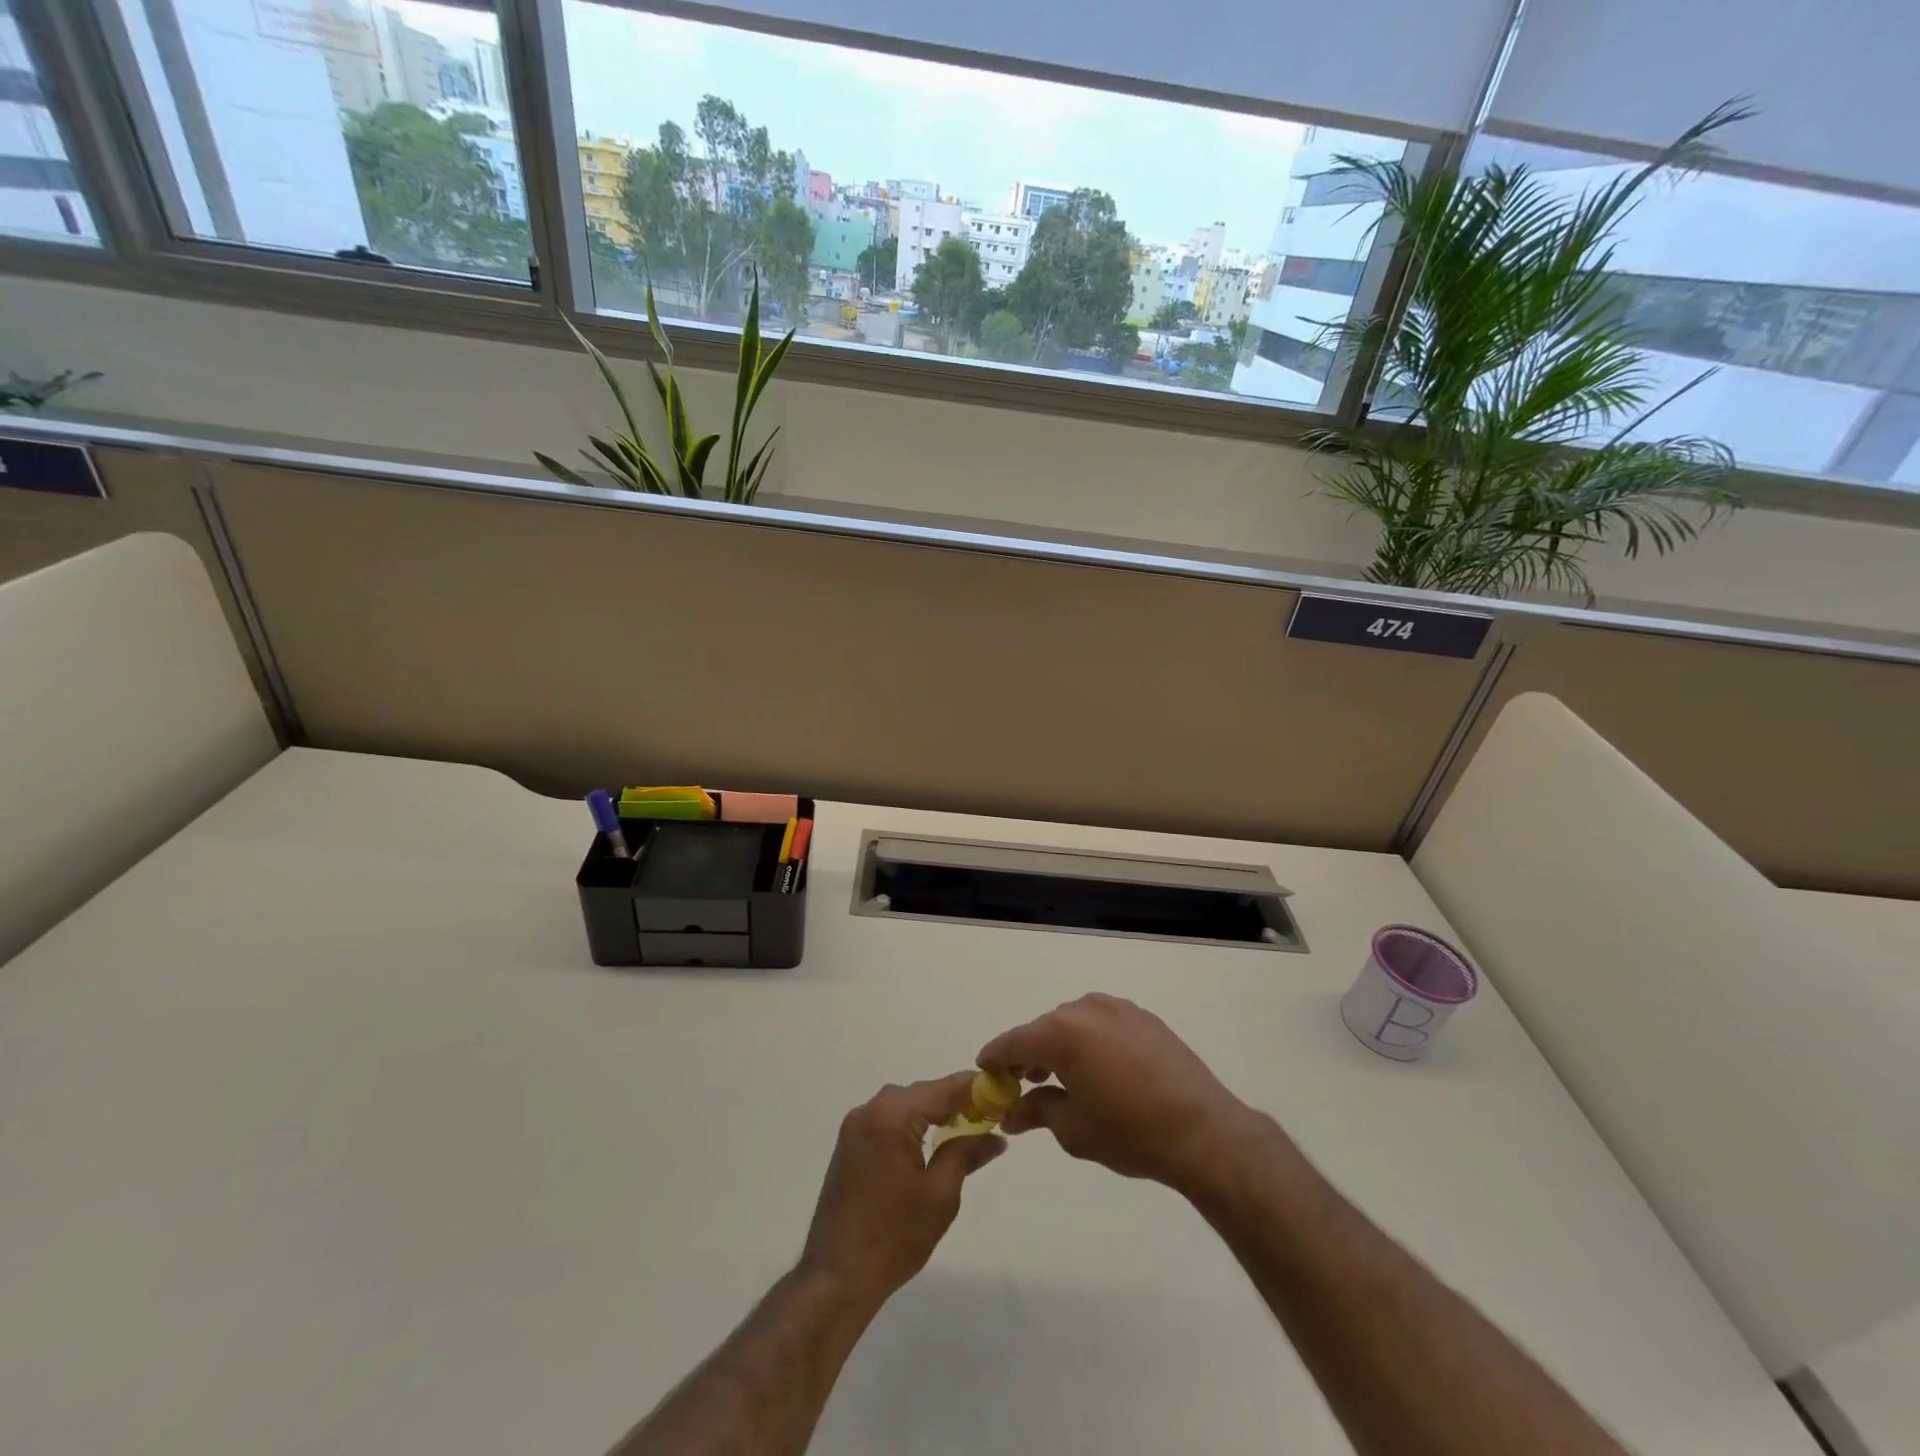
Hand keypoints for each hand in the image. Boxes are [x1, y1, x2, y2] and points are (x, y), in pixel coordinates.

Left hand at [798, 1073, 1004, 1307]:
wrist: (836, 1277)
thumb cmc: (894, 1237)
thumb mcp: (940, 1195)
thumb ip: (966, 1153)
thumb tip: (995, 1137)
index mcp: (892, 1116)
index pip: (943, 1089)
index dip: (974, 1088)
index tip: (1001, 1092)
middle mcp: (870, 1110)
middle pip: (922, 1093)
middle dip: (954, 1101)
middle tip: (987, 1116)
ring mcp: (854, 1126)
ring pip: (903, 1105)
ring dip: (931, 1113)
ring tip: (963, 1129)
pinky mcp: (848, 1145)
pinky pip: (886, 1120)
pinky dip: (910, 1125)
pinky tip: (928, 1144)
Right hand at [978, 994, 1260, 1196]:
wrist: (1203, 1131)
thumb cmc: (1130, 1133)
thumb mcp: (1074, 1129)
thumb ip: (1037, 1111)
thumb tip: (1011, 1112)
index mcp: (1062, 1033)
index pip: (1014, 1041)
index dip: (995, 1058)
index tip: (983, 1072)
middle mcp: (1085, 1009)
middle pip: (1044, 1029)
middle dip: (1029, 1055)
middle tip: (1022, 1085)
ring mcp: (1117, 1008)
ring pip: (1074, 1025)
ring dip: (1061, 1047)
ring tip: (1061, 1080)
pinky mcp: (1143, 1017)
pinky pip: (1102, 1025)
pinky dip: (1090, 1042)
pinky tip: (1099, 1071)